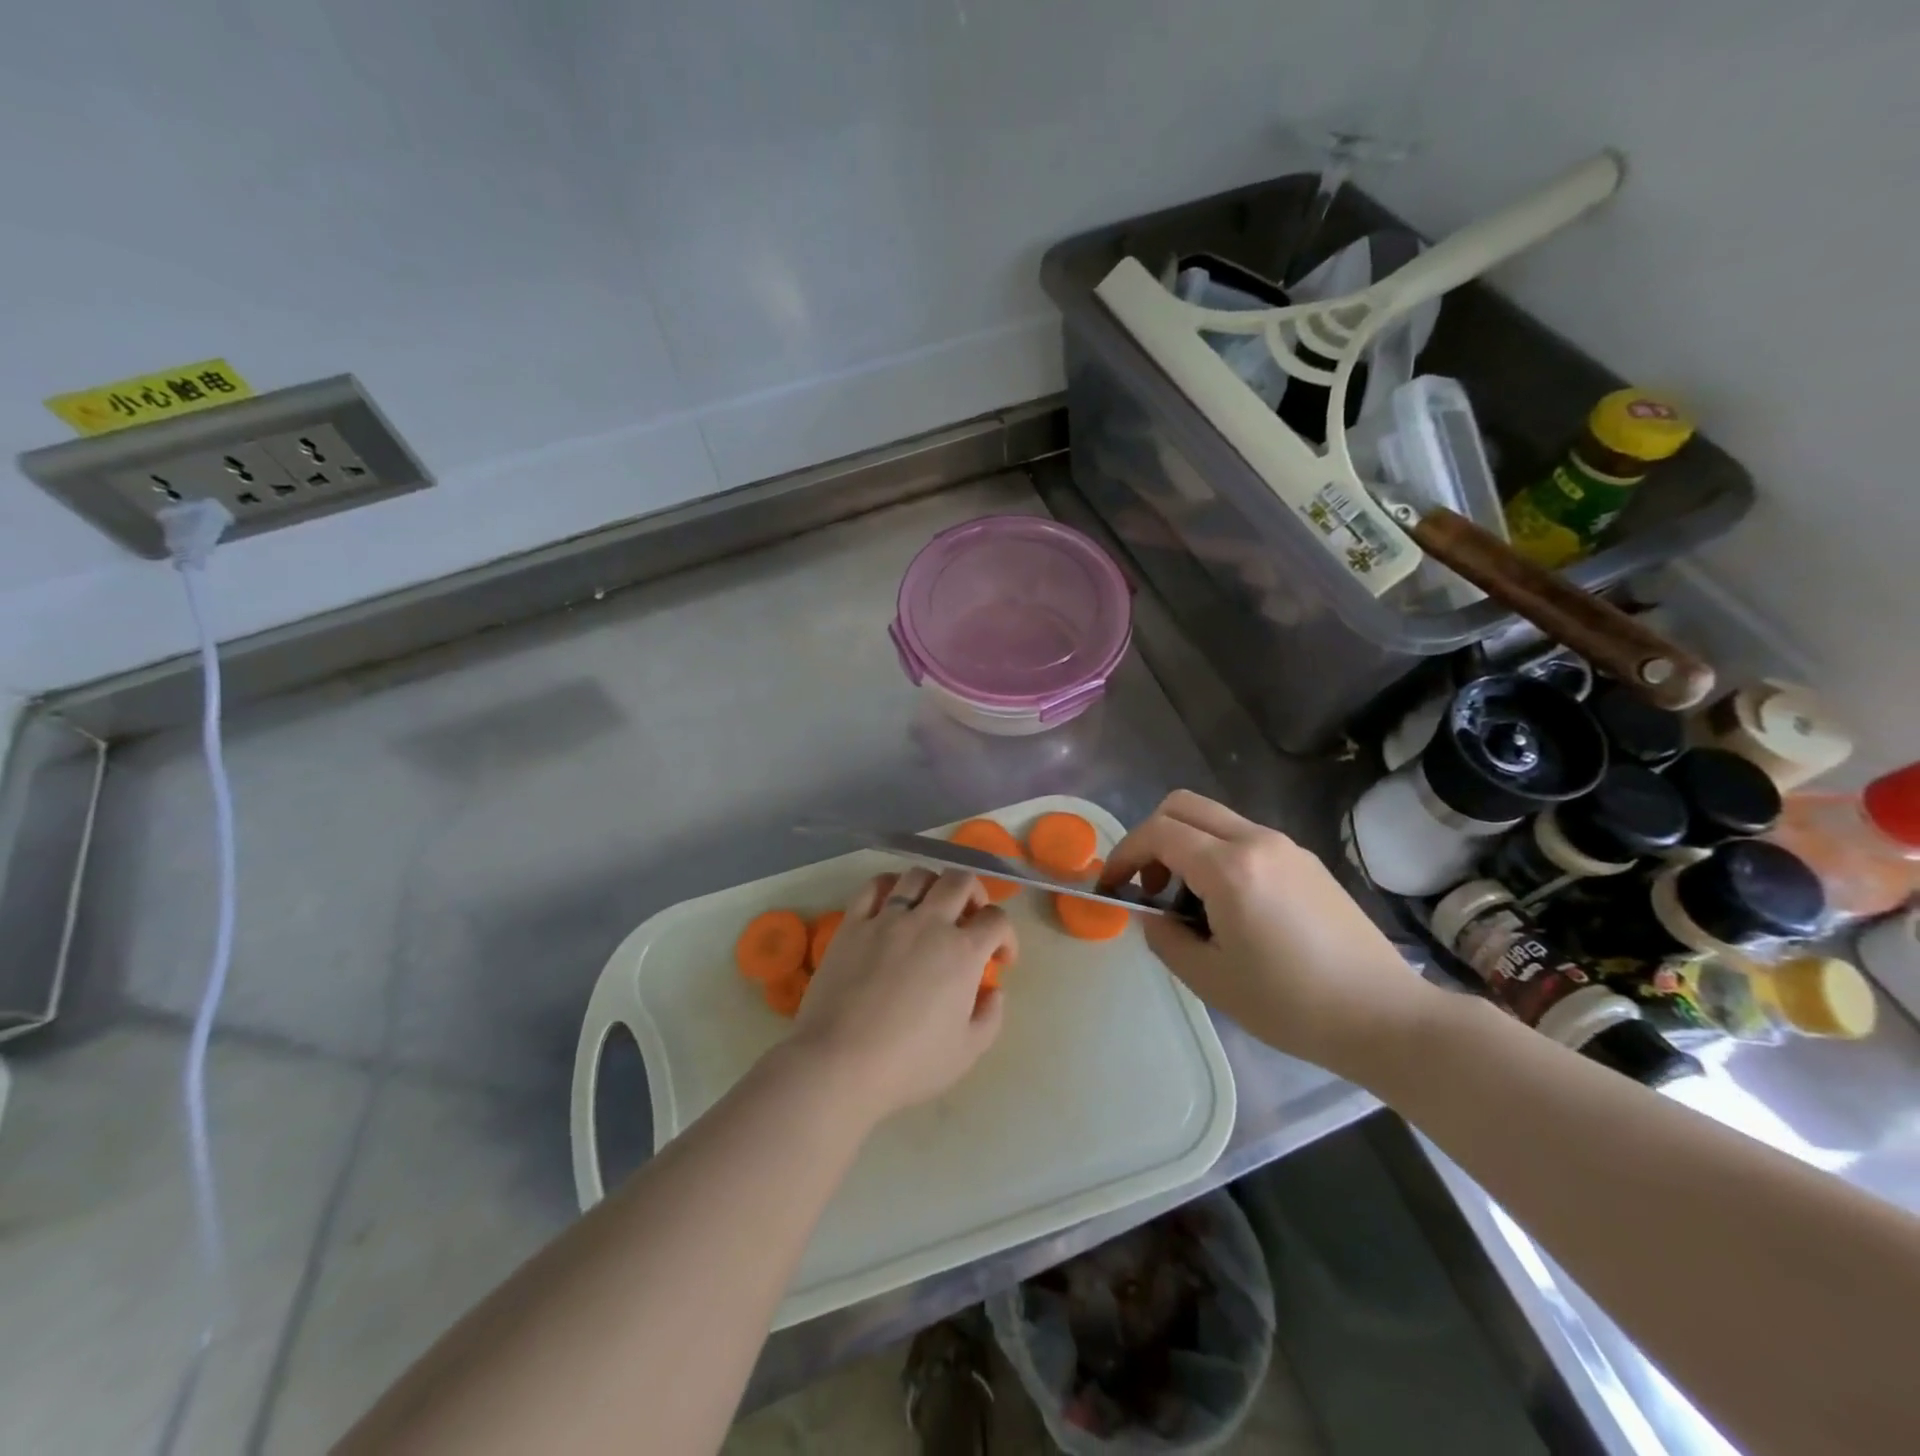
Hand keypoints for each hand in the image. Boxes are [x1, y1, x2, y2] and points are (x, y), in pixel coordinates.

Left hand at [787, 868, 1011, 1124]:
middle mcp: (929, 923)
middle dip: (975, 894)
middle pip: (960, 881)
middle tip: (970, 919)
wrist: (840, 1064)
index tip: (1000, 958)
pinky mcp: (853, 923)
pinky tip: (891, 901)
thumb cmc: (909, 1064)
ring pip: (918, 875)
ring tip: (930, 907)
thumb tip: (994, 991)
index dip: (1006, 934)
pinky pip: (873, 886)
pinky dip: (889, 885)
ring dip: (933, 885)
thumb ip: (990, 1016)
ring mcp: (887, 918)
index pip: (996, 919)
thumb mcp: (967, 1052)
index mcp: (963, 952)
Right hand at [1101, 790, 1440, 1076]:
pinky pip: (1244, 838)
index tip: (1112, 887)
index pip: (1157, 833)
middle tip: (1149, 886)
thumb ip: (1165, 937)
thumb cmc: (1290, 1003)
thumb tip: (1151, 914)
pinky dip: (1216, 854)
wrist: (1384, 1017)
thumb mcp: (1209, 978)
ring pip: (1214, 820)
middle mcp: (1257, 840)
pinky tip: (1229, 906)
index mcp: (1230, 867)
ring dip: (1185, 845)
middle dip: (1151, 837)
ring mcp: (1286, 846)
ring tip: (1189, 904)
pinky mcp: (1305, 861)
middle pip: (1182, 806)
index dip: (1124, 854)